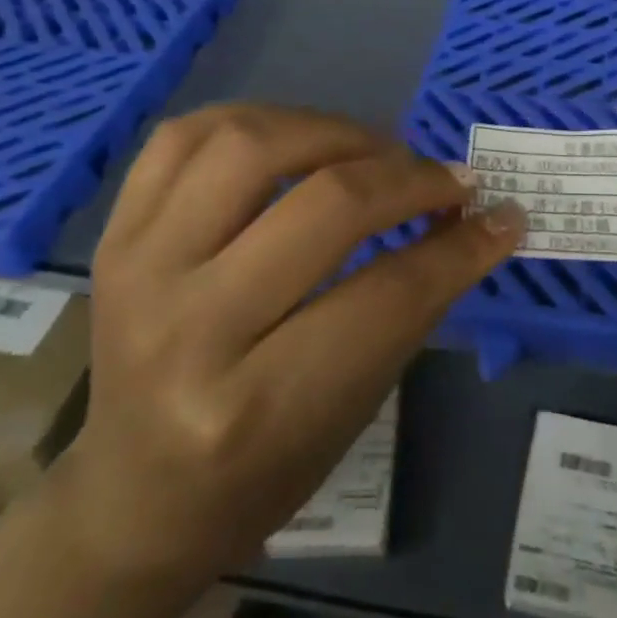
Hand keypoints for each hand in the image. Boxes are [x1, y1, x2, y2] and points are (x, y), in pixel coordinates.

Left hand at [47, 103, 525, 584]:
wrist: (133, 497)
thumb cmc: (260, 473)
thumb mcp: (353, 407)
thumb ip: (414, 304)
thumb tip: (482, 220)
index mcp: (255, 405)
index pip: (387, 296)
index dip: (460, 248)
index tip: (502, 215)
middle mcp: (189, 330)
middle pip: (326, 207)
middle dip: (408, 179)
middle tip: (446, 179)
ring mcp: (139, 270)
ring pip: (251, 146)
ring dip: (335, 132)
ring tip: (374, 152)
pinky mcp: (114, 236)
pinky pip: (185, 137)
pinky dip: (256, 120)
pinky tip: (297, 139)